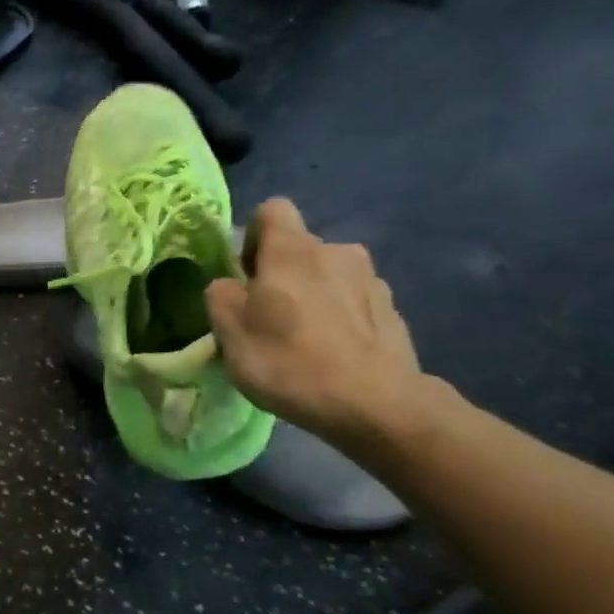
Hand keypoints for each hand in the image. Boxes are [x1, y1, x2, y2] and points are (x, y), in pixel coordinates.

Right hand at [206, 199, 428, 452]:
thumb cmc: (288, 360)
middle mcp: (336, 251)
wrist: (374, 402)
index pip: (271, 211)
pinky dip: (337, 319)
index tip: (244, 275)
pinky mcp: (392, 309)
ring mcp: (371, 279)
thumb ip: (221, 297)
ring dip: (311, 296)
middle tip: (266, 319)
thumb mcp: (230, 332)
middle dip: (280, 275)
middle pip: (299, 250)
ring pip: (327, 276)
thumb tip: (229, 286)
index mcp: (292, 250)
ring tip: (301, 341)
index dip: (251, 237)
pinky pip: (352, 302)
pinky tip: (331, 354)